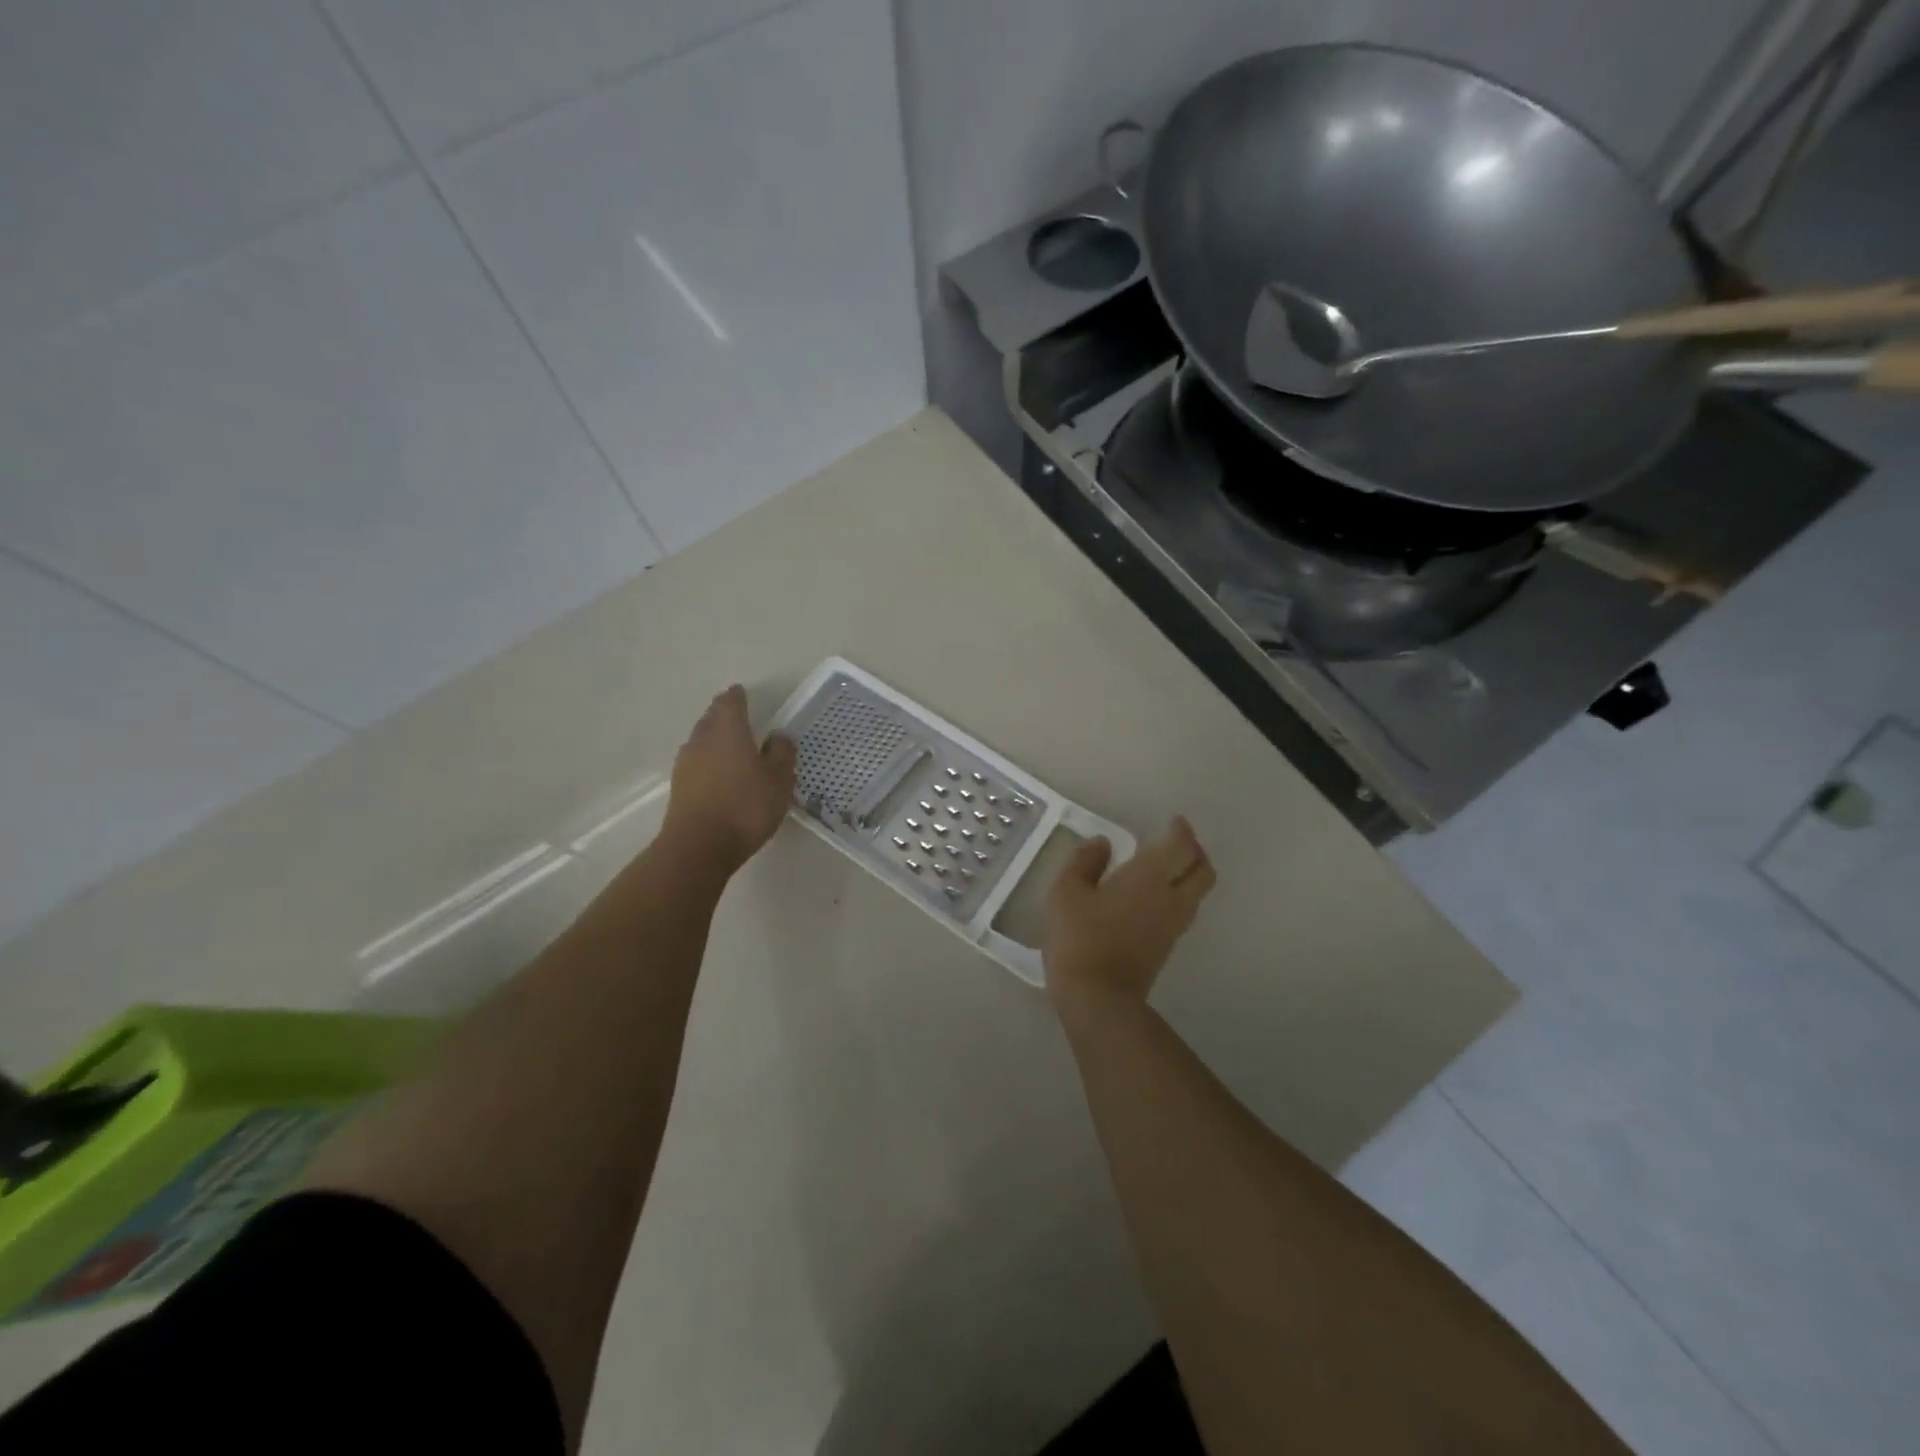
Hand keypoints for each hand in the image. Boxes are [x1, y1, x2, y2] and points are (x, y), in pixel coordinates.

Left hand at [663, 686, 796, 872]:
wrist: (699, 846)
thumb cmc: (746, 805)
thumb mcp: (779, 779)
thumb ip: (781, 753)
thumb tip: (778, 736)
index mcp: (729, 729)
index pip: (730, 702)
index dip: (737, 696)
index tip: (742, 692)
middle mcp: (703, 739)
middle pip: (711, 718)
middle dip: (723, 714)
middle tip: (737, 715)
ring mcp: (686, 764)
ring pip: (701, 740)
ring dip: (714, 738)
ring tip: (730, 744)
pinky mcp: (679, 788)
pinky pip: (696, 763)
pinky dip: (708, 761)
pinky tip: (718, 773)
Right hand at [1044, 816, 1216, 1012]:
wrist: (1098, 997)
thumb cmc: (1080, 936)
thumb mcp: (1066, 891)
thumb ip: (1085, 862)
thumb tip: (1102, 844)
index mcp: (1149, 876)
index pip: (1181, 846)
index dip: (1182, 830)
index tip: (1174, 821)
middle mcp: (1171, 897)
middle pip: (1203, 870)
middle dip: (1196, 851)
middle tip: (1179, 841)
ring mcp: (1173, 925)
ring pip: (1198, 892)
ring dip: (1192, 874)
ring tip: (1170, 867)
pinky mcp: (1167, 947)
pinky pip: (1185, 910)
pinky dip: (1180, 895)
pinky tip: (1156, 896)